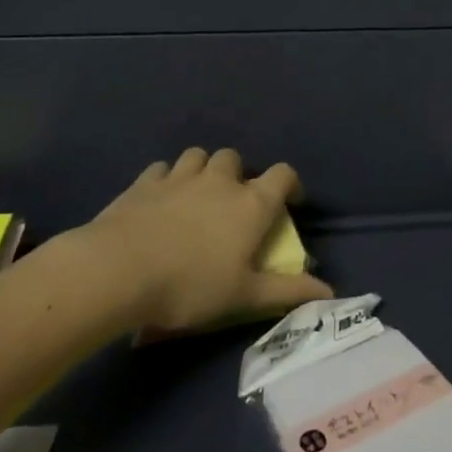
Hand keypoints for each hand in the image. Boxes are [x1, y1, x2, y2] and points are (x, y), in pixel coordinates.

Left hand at [87, 147, 333, 331]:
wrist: (121, 269)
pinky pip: (162, 169)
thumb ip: (287, 291)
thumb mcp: (243, 295)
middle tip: (231, 203)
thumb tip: (330, 293)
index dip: (290, 184)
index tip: (289, 202)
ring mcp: (180, 176)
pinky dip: (166, 179)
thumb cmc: (191, 285)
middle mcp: (220, 180)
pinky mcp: (145, 181)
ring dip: (202, 171)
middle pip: (235, 159)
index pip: (283, 175)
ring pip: (198, 156)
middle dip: (237, 175)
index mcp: (250, 204)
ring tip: (196, 196)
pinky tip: (159, 199)